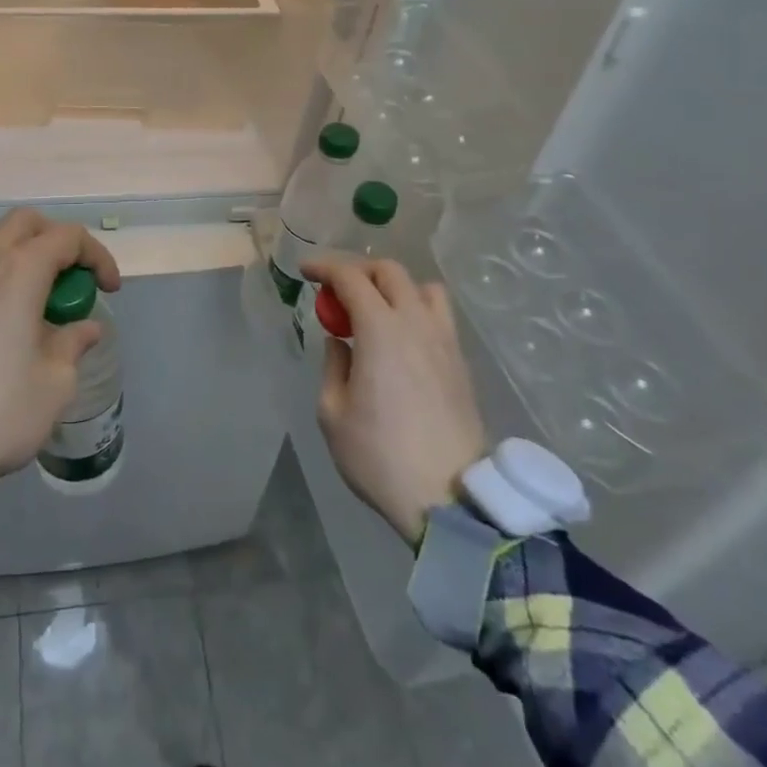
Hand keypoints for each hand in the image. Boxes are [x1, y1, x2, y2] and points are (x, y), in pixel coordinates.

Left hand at [0, 209, 121, 517]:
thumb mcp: (53, 386)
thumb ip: (73, 346)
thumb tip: (85, 328)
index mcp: (19, 272)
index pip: (68, 237)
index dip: (97, 257)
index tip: (109, 291)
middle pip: (25, 224)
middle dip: (58, 243)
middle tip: (72, 283)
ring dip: (26, 264)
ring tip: (41, 313)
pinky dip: (0, 285)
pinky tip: (4, 332)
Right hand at [303, 257, 486, 547]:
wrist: (448, 498)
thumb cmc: (379, 456)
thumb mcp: (333, 413)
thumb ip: (333, 366)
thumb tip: (340, 342)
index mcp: (380, 330)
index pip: (351, 278)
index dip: (325, 268)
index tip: (306, 271)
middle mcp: (416, 323)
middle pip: (390, 272)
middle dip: (359, 270)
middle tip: (337, 289)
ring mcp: (444, 341)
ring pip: (423, 288)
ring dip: (394, 286)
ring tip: (375, 309)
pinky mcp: (460, 363)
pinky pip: (439, 315)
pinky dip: (415, 309)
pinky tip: (401, 337)